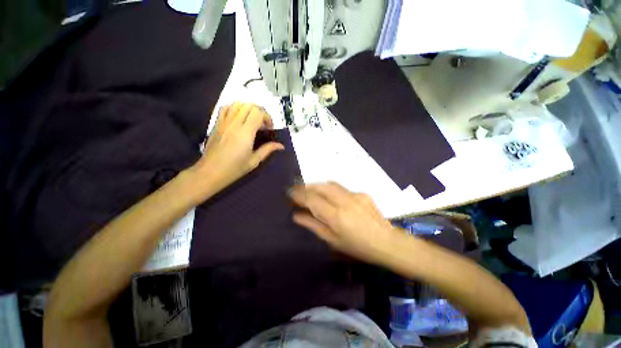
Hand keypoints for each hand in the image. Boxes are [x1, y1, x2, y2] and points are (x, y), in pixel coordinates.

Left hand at [190, 102, 283, 198]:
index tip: (268, 128)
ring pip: (238, 103)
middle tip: (261, 122)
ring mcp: (224, 122)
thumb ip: (267, 150)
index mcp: (245, 133)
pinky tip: (236, 116)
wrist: (210, 172)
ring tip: (249, 118)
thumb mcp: (253, 162)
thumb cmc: (233, 170)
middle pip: (249, 105)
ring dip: (246, 107)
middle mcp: (235, 123)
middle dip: (259, 111)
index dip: (267, 117)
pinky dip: (233, 107)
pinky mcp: (217, 123)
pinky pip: (225, 108)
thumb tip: (280, 145)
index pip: (258, 113)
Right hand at [290, 182, 400, 264]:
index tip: (289, 194)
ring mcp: (356, 195)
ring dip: (318, 186)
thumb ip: (314, 225)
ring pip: (331, 185)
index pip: (311, 199)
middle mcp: (345, 201)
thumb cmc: (357, 247)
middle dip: (307, 186)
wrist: (386, 242)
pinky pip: (343, 189)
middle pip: (321, 186)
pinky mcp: (364, 194)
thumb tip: (297, 215)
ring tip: (310, 192)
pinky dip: (332, 190)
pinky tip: (331, 198)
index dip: (298, 195)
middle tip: (297, 191)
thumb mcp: (333, 241)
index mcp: (335, 215)